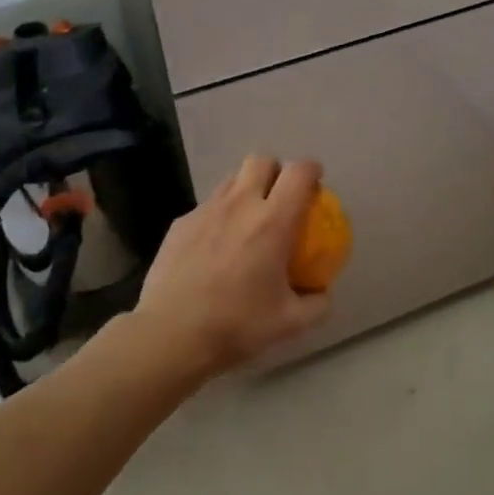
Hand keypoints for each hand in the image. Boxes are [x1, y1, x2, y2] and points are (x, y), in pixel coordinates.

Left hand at [130, 156, 332, 379]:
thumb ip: (316, 304)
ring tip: (248, 220)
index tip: (316, 184)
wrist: (170, 334)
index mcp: (273, 221)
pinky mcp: (180, 223)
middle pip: (261, 160)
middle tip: (280, 198)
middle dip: (276, 171)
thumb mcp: (290, 323)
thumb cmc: (236, 324)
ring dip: (246, 190)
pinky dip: (219, 216)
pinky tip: (215, 247)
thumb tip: (323, 292)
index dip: (311, 170)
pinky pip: (207, 207)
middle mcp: (240, 204)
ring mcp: (206, 210)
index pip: (299, 173)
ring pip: (231, 180)